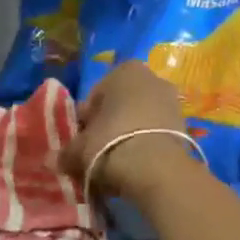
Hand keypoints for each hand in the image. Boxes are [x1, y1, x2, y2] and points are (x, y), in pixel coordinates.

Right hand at [61, 61, 194, 197]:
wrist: (156, 169)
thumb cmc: (111, 142)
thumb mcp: (81, 148)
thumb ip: (67, 151)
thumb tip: (54, 159)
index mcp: (124, 70)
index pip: (97, 95)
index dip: (87, 119)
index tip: (82, 141)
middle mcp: (151, 77)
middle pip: (121, 104)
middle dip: (110, 125)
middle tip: (98, 152)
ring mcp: (172, 100)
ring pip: (141, 118)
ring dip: (129, 135)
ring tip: (118, 163)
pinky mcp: (185, 125)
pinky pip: (157, 133)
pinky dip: (147, 146)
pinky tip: (138, 167)